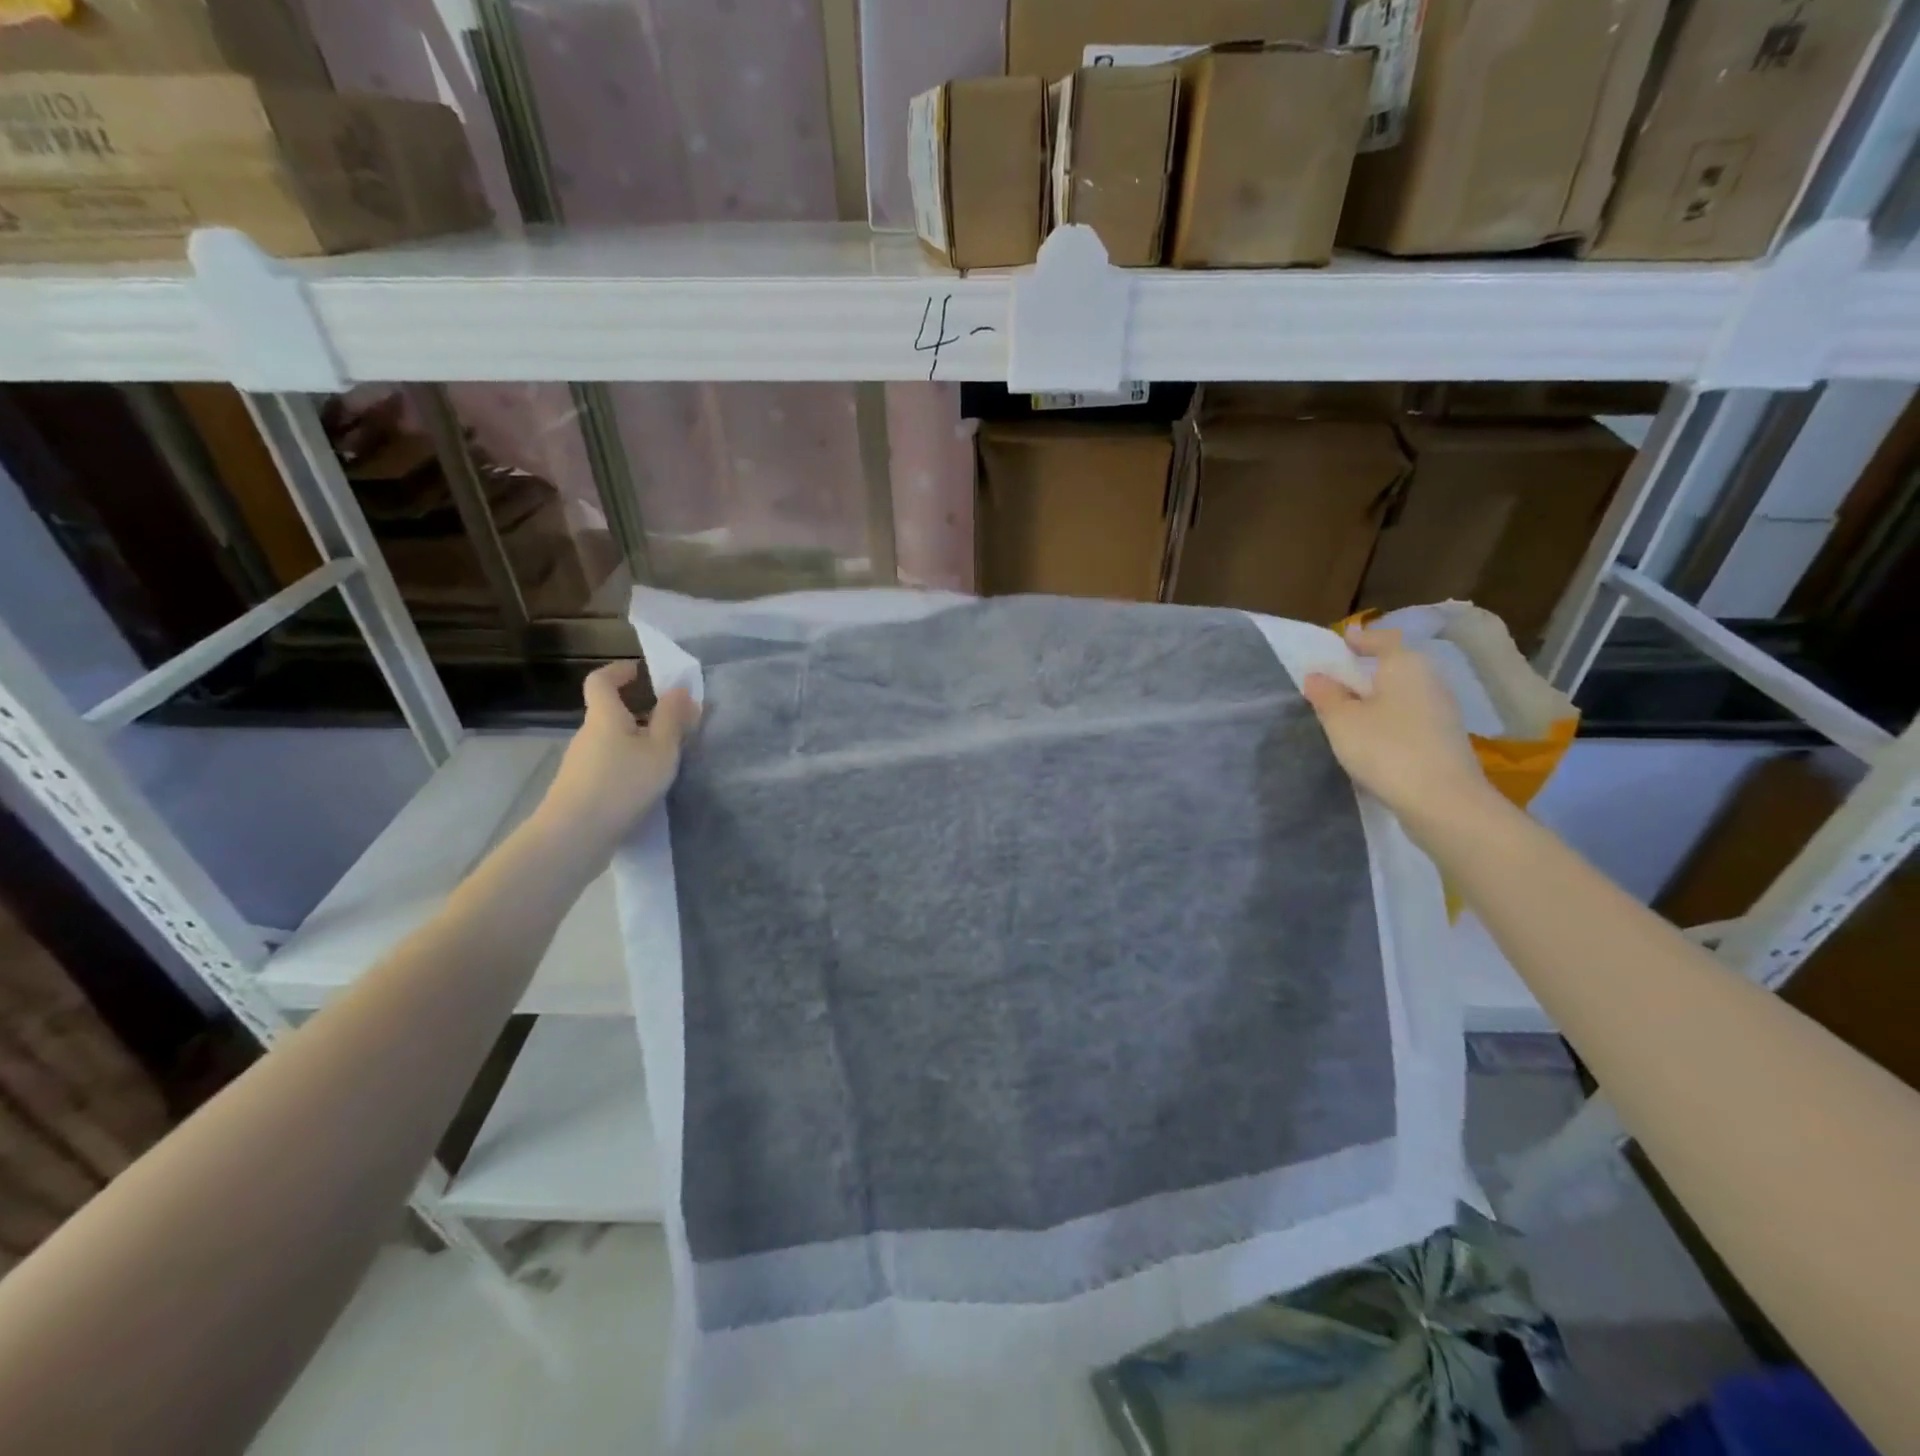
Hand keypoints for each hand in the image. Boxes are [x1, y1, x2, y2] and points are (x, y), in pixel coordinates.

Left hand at [540, 661, 700, 850]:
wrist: (574, 836)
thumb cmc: (622, 784)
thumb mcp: (660, 750)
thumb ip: (673, 719)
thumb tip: (681, 690)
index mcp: (604, 716)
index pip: (601, 681)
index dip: (618, 671)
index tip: (640, 671)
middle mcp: (587, 735)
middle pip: (610, 713)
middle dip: (639, 712)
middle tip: (673, 722)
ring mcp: (581, 763)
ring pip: (611, 742)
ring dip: (636, 742)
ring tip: (666, 759)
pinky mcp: (580, 789)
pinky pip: (608, 765)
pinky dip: (628, 765)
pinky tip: (646, 787)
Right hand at [1302, 628, 1491, 822]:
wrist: (1442, 800)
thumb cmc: (1386, 748)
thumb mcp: (1341, 720)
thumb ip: (1326, 694)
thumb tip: (1317, 675)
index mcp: (1406, 664)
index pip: (1382, 639)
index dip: (1360, 640)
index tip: (1340, 644)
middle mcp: (1430, 679)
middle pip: (1395, 666)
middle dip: (1367, 671)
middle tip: (1338, 680)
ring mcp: (1443, 710)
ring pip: (1404, 694)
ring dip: (1379, 698)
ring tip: (1350, 712)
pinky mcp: (1446, 739)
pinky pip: (1411, 718)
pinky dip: (1391, 720)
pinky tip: (1374, 738)